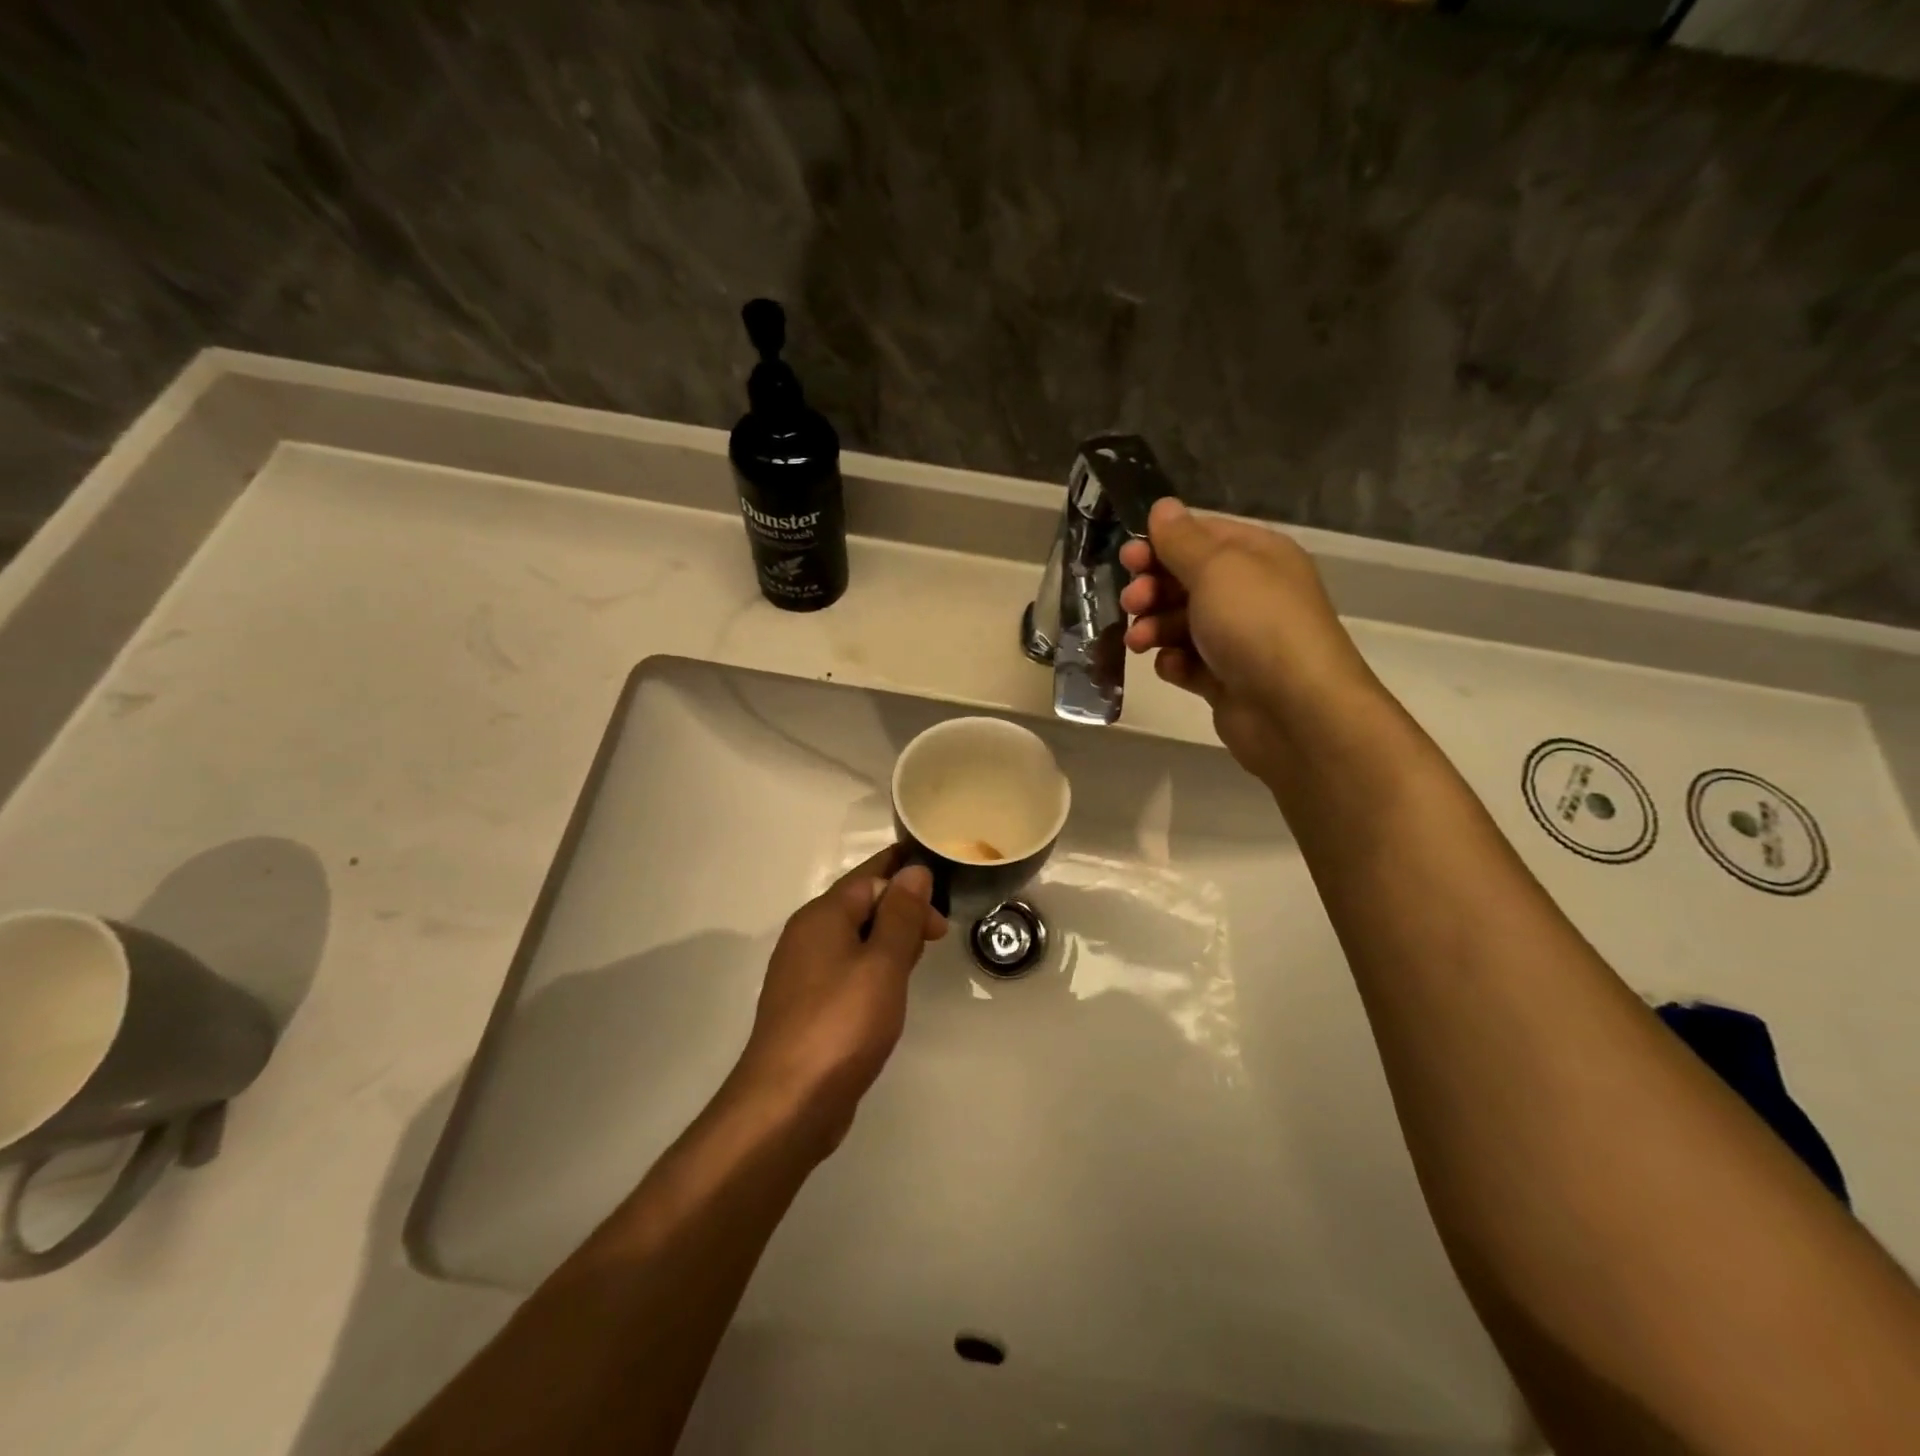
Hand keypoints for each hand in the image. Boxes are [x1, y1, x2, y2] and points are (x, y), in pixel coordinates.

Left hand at [728, 847, 947, 1155]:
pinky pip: (846, 969)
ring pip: (854, 938)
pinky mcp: (807, 1006)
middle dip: (900, 908)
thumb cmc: (842, 1024)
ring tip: (921, 951)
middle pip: (860, 905)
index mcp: (822, 916)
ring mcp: (803, 973)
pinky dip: (873, 967)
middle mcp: (807, 936)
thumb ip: (901, 914)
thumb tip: (914, 871)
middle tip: (939, 931)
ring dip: (889, 938)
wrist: (788, 1103)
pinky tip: (891, 986)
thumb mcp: (883, 963)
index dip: (906, 877)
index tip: (943, 888)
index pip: (869, 876)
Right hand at [1119, 498, 1381, 786]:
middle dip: (1152, 589)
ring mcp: (1238, 638)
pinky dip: (1174, 663)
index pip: (1201, 535)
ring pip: (1181, 623)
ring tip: (1140, 642)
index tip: (1128, 558)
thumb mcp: (1216, 568)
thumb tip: (1163, 507)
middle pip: (1186, 580)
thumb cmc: (1256, 624)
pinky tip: (1171, 667)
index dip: (1161, 544)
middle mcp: (1249, 593)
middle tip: (1132, 602)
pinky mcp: (1226, 679)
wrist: (1295, 711)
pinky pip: (1188, 662)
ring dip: (1154, 627)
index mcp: (1256, 555)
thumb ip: (1182, 539)